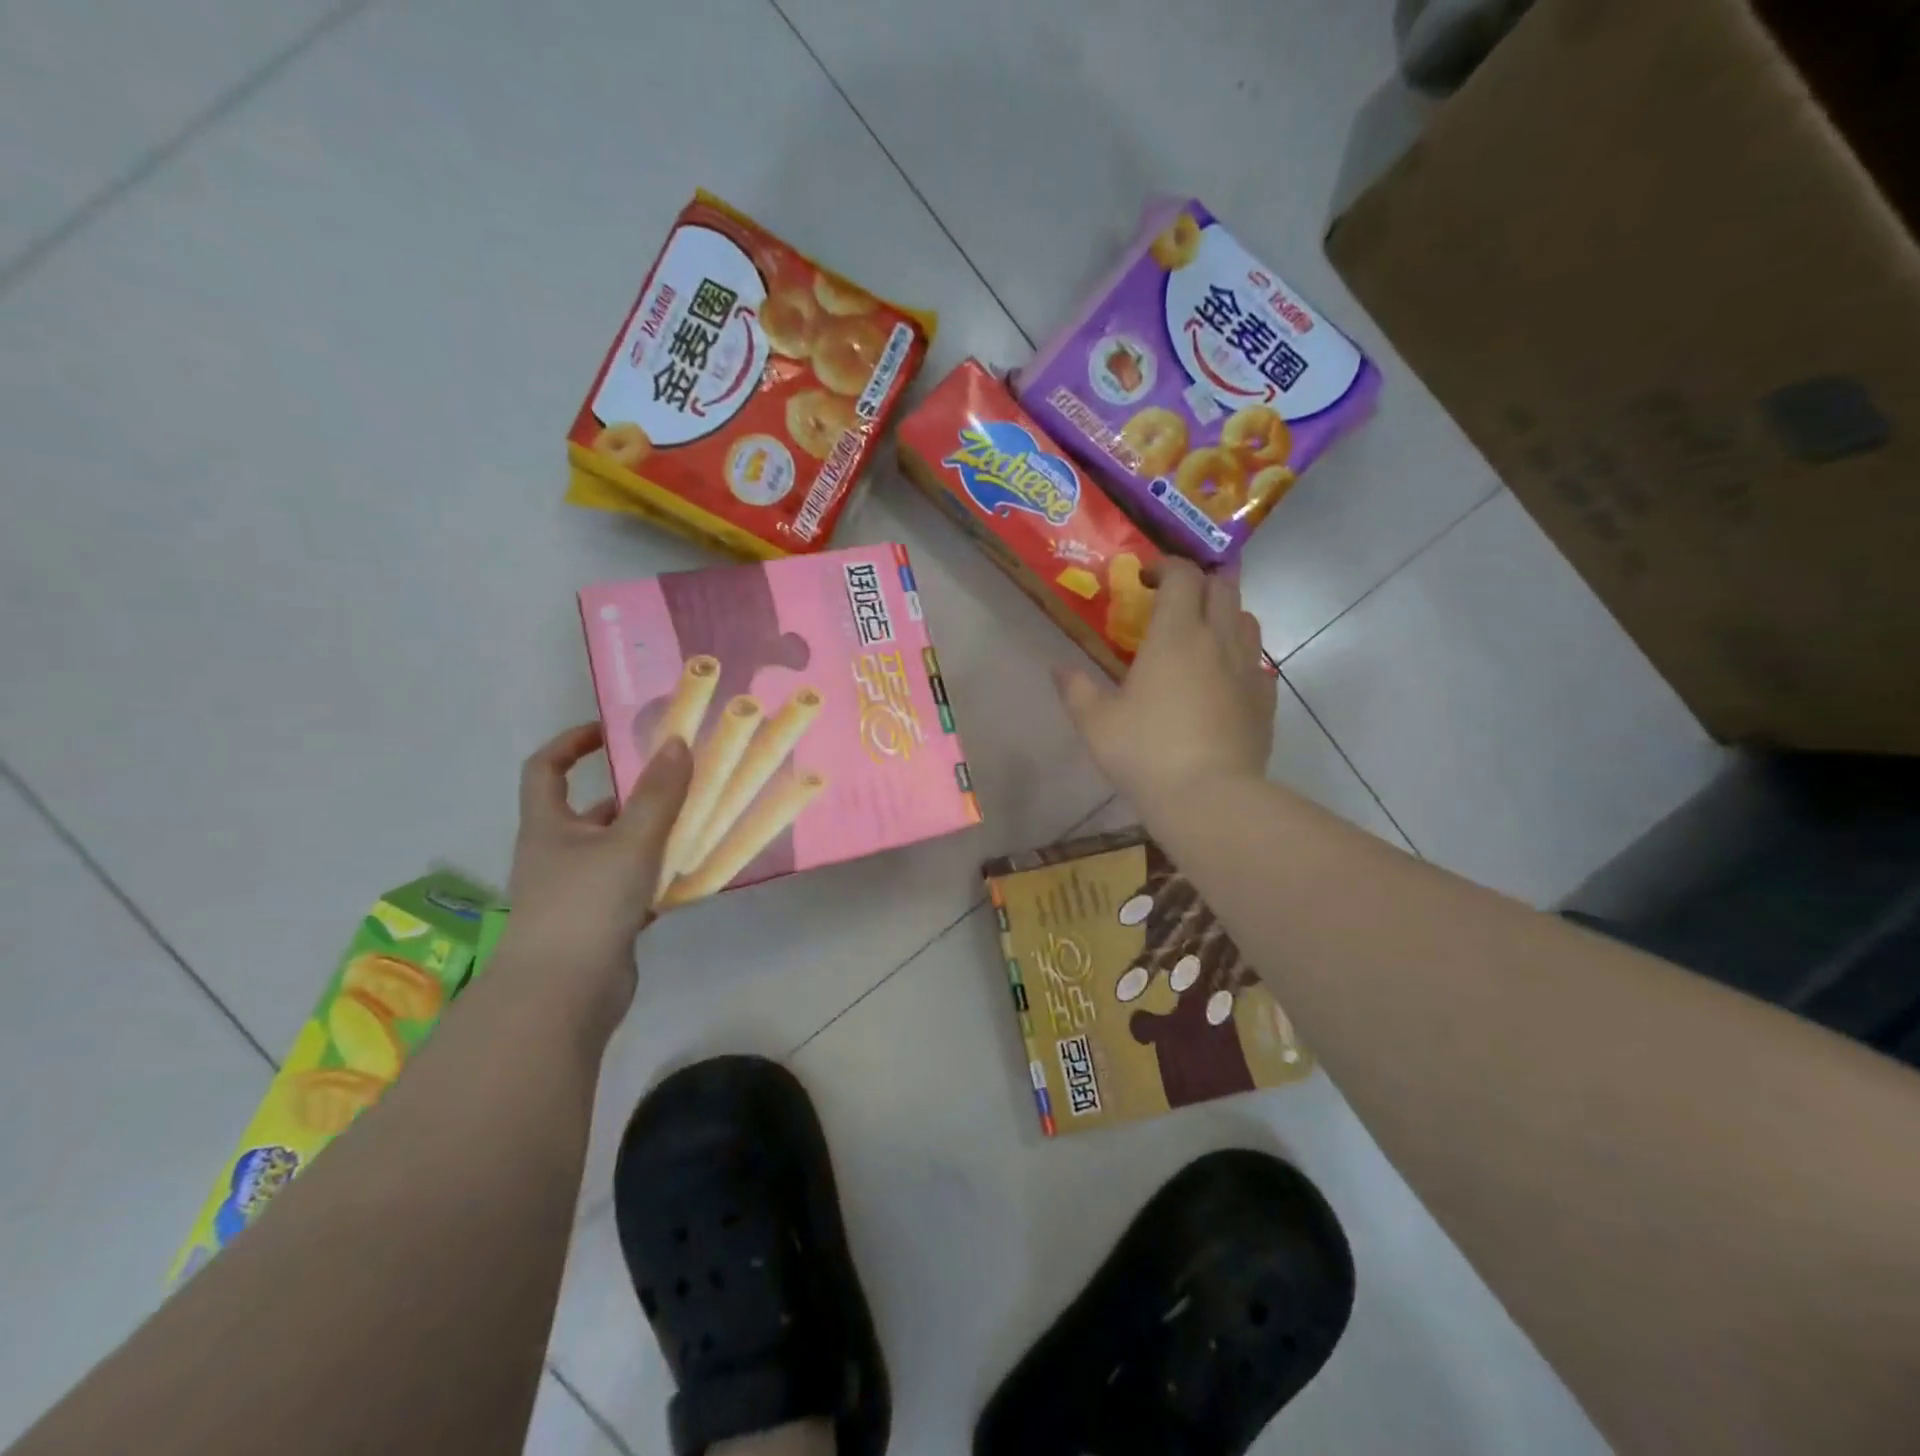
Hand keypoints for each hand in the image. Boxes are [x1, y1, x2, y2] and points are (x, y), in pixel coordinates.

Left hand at [500, 723, 691, 1024]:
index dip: (571, 743)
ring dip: (650, 838)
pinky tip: (689, 877)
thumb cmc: (587, 905)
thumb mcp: (630, 842)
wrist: (563, 996)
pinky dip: (656, 879)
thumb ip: (659, 795)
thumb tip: (677, 742)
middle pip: (590, 812)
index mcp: (549, 827)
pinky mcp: (599, 925)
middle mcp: (557, 855)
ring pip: (616, 852)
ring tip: (695, 825)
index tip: (610, 732)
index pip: (545, 769)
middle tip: (676, 782)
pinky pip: (631, 889)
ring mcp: (577, 893)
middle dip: (631, 796)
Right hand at [1056, 559, 1276, 808]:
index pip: (1183, 575)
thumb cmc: (1146, 752)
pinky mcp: (1265, 700)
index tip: (1145, 579)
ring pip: (1247, 619)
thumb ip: (1076, 689)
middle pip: (1223, 587)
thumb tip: (1058, 668)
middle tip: (1174, 599)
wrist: (1210, 797)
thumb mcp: (1096, 722)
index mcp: (1176, 634)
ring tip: (1201, 634)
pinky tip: (1223, 680)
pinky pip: (1257, 662)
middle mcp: (1218, 639)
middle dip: (1199, 582)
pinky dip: (1240, 657)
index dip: (1166, 566)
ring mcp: (1249, 669)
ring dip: (1225, 614)